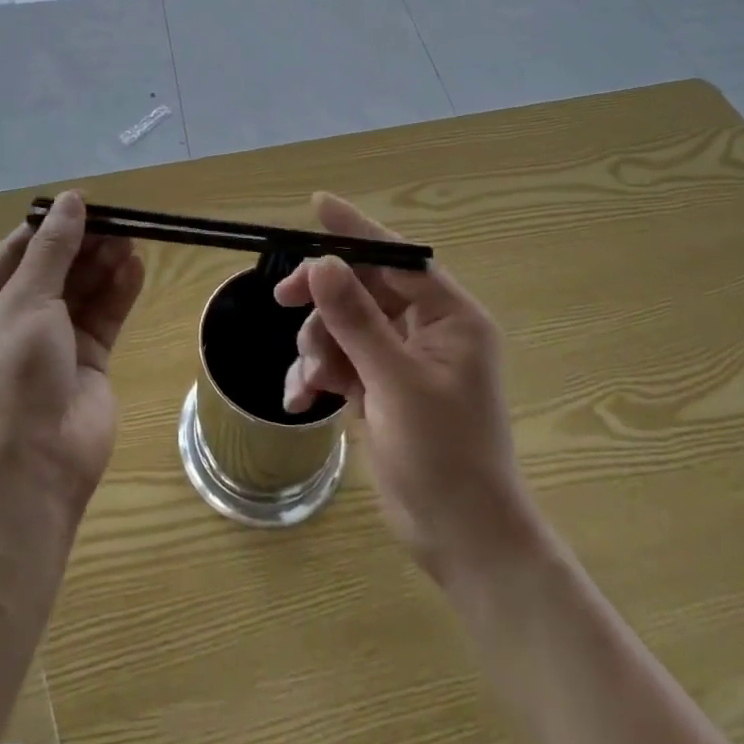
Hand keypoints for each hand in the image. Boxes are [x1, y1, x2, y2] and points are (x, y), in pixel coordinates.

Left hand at [0, 192, 145, 508]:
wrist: (28, 463)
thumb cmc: (10, 370)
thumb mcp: (26, 298)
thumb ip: (54, 248)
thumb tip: (71, 199)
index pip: (17, 251)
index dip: (51, 225)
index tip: (86, 202)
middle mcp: (12, 320)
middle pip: (54, 268)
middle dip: (83, 244)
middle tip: (119, 221)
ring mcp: (50, 343)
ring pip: (81, 291)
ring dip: (104, 265)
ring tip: (132, 238)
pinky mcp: (85, 363)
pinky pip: (102, 318)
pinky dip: (118, 293)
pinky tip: (136, 267)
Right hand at [277, 194, 539, 582]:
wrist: (460, 538)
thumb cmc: (444, 455)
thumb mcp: (396, 381)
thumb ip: (357, 320)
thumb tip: (324, 264)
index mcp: (450, 317)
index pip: (397, 257)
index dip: (357, 230)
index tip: (318, 205)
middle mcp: (427, 330)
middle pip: (363, 289)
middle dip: (323, 300)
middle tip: (283, 299)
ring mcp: (401, 359)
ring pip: (343, 325)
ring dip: (318, 346)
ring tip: (310, 381)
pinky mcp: (380, 387)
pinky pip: (339, 360)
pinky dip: (318, 374)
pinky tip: (301, 399)